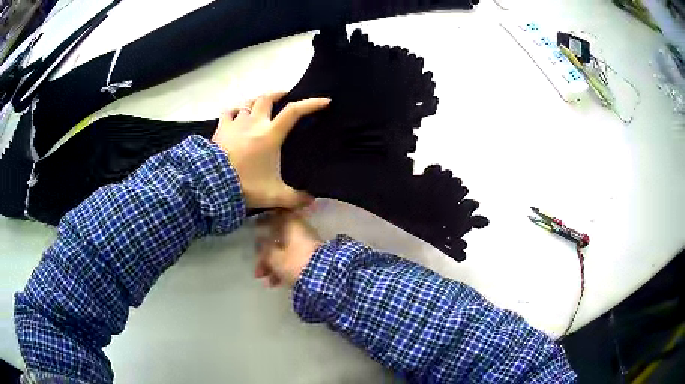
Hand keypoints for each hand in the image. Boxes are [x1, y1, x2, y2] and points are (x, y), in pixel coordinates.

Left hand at [213, 92, 330, 208]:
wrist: (213, 184)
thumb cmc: (247, 185)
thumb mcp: (275, 195)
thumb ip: (295, 198)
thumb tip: (312, 201)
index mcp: (271, 135)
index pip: (294, 112)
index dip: (310, 103)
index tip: (324, 101)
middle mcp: (254, 123)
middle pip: (267, 99)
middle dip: (278, 94)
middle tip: (285, 95)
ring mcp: (236, 124)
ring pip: (248, 103)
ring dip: (256, 102)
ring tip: (261, 104)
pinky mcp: (221, 129)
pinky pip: (228, 113)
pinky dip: (234, 111)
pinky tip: (235, 114)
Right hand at [255, 209, 321, 286]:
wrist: (322, 277)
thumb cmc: (294, 262)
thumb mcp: (273, 256)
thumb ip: (264, 248)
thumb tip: (259, 242)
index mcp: (292, 223)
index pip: (275, 216)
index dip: (264, 222)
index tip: (255, 229)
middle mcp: (300, 230)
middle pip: (278, 240)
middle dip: (266, 256)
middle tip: (258, 270)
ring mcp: (308, 244)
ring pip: (286, 252)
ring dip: (274, 266)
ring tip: (266, 282)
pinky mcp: (313, 258)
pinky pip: (295, 260)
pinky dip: (285, 269)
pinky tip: (276, 283)